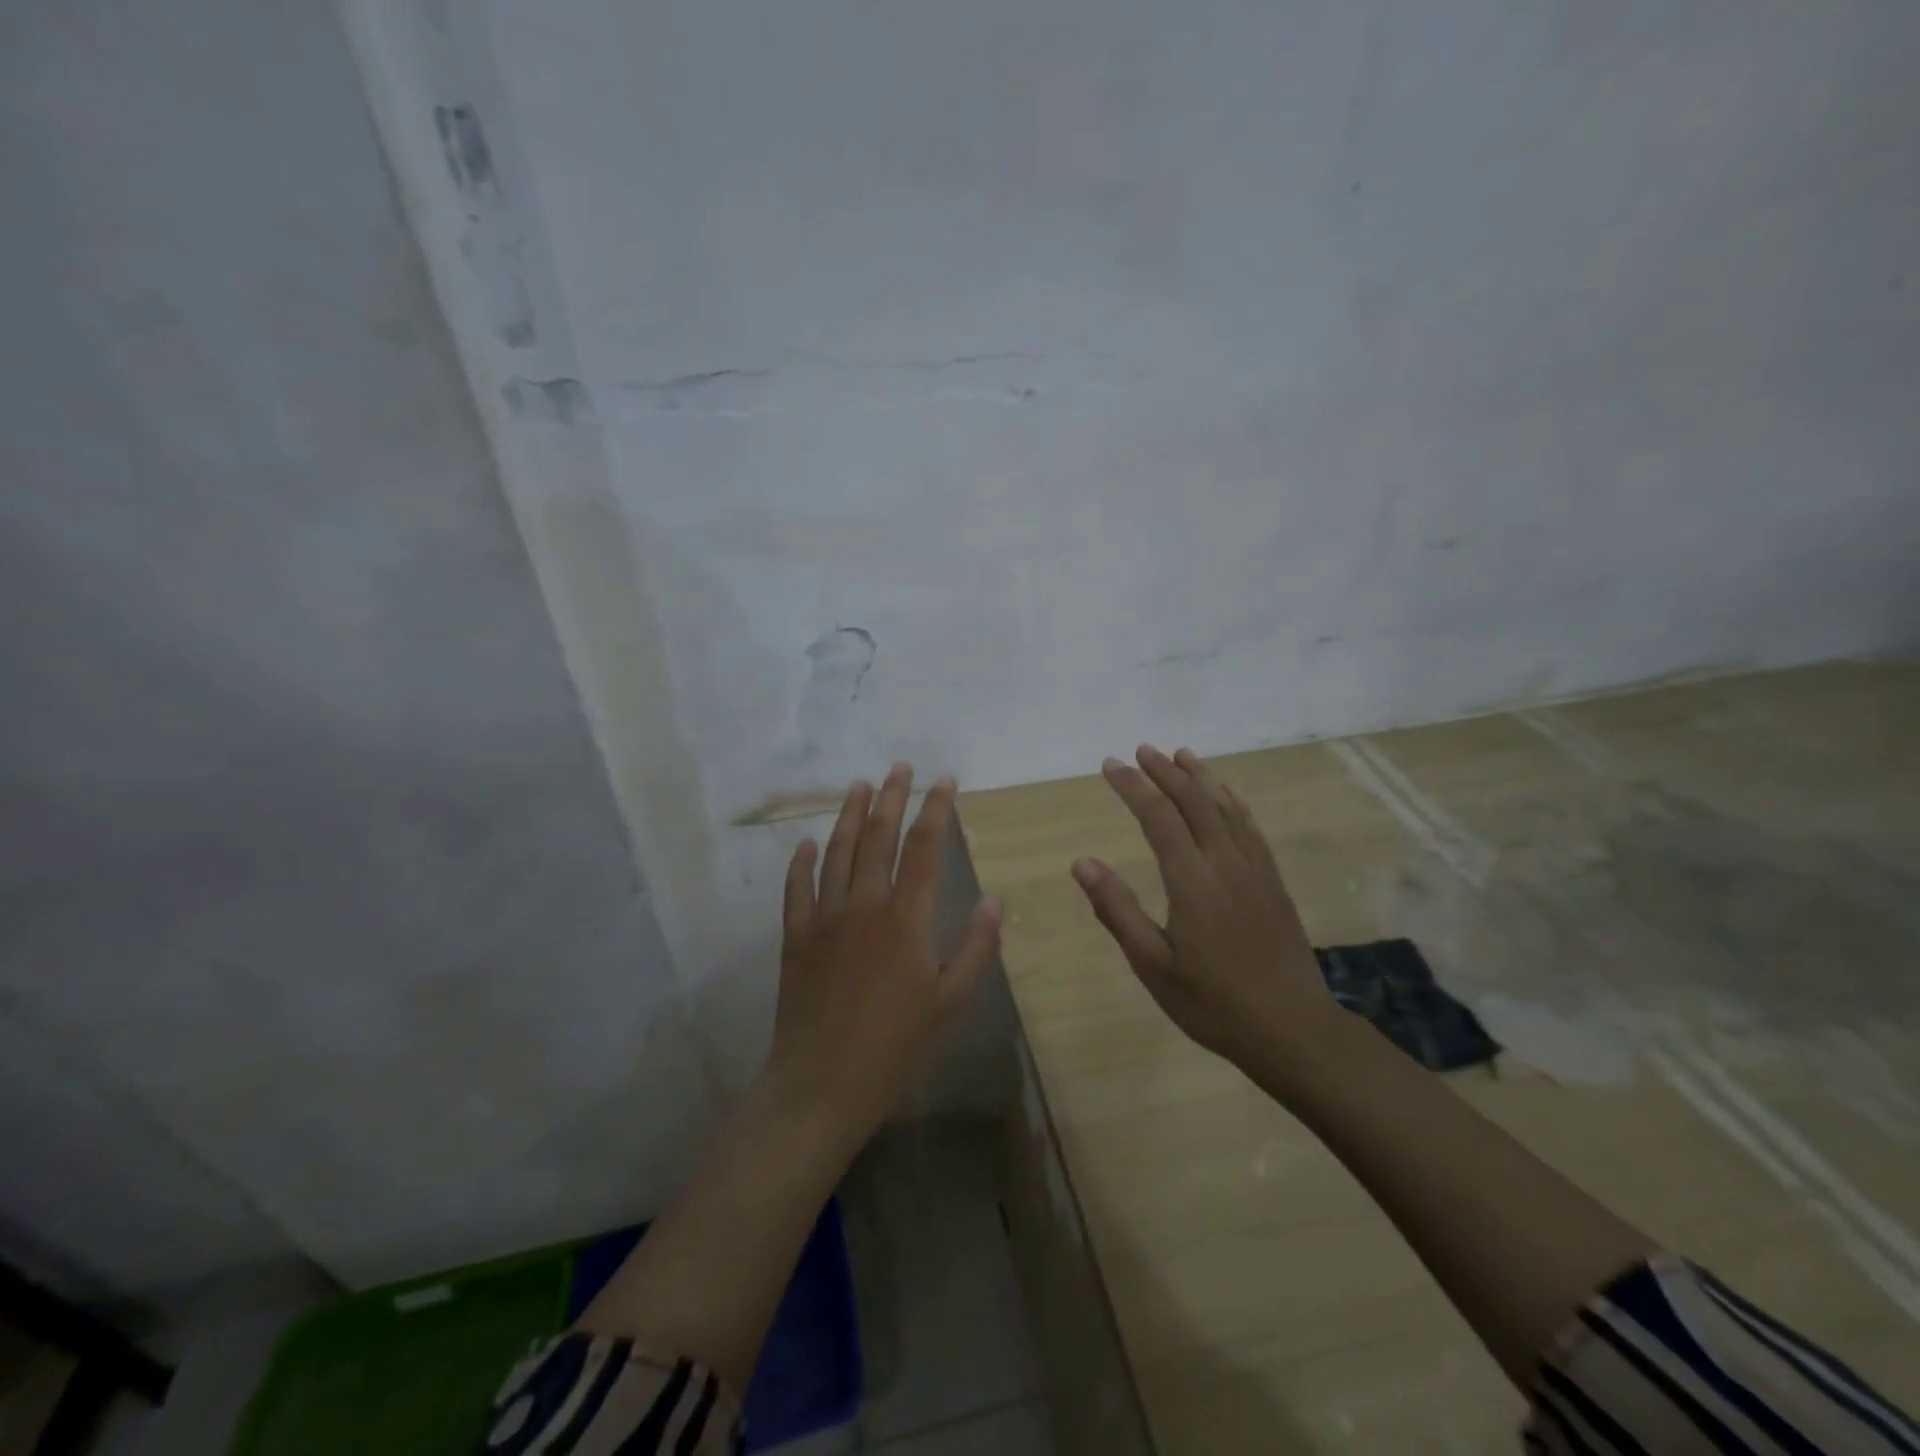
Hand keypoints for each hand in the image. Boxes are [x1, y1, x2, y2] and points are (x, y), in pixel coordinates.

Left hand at [767, 764, 1002, 1146]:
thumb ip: (975, 948)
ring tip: (859, 786)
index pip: (923, 848)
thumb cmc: (895, 1047)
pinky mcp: (796, 938)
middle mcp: (863, 905)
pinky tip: (806, 844)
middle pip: (878, 838)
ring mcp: (824, 919)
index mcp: (905, 918)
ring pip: (837, 853)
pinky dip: (802, 863)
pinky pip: (797, 889)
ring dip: (849, 816)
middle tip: (899, 767)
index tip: (944, 780)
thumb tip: (994, 900)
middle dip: (891, 797)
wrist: (822, 1085)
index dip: (935, 810)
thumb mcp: (950, 1003)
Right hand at [1070, 745, 1336, 1079]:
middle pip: (1193, 801)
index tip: (1110, 765)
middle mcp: (1225, 862)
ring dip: (1200, 777)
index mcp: (1191, 880)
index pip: (1157, 817)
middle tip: (1141, 750)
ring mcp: (1254, 869)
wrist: (1293, 1029)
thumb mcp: (1153, 965)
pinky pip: (1251, 827)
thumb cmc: (1213, 1002)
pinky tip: (1227, 791)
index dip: (1132, 786)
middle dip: (1165, 772)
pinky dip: (1234, 800)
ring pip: (1225, 807)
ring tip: (1180, 754)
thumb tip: (1082, 862)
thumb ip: (1117, 910)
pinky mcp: (1272, 881)